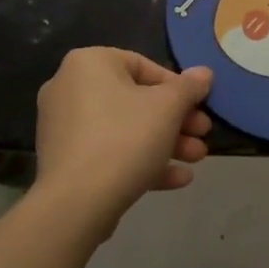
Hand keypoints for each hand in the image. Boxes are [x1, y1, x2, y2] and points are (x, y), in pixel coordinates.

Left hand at [34, 49, 212, 232]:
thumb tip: (204, 73)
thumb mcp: (168, 107)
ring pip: (125, 129)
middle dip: (176, 120)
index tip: (199, 106)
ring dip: (165, 142)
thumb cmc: (125, 139)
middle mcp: (69, 88)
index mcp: (89, 63)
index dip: (178, 87)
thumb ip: (189, 87)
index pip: (143, 65)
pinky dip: (141, 160)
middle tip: (203, 134)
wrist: (76, 203)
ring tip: (197, 158)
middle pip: (136, 100)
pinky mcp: (65, 162)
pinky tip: (178, 178)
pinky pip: (109, 152)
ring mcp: (64, 128)